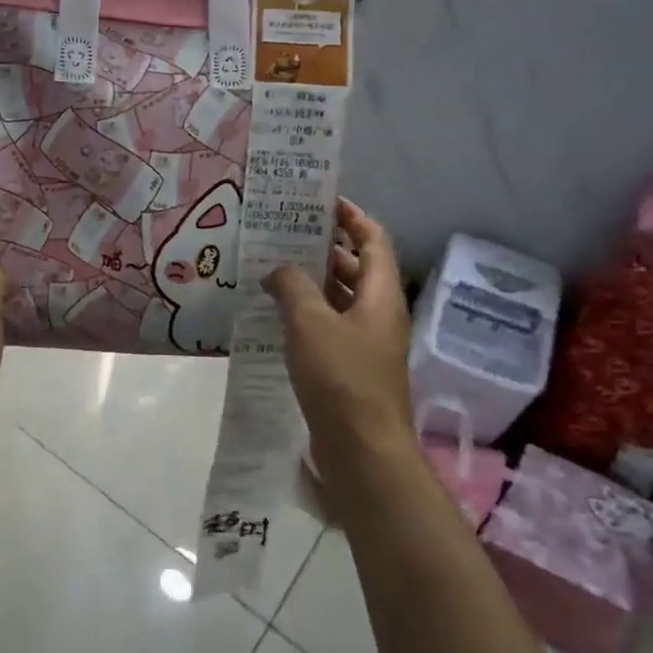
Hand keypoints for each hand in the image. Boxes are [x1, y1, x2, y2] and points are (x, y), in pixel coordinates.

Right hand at [264, 199, 414, 476]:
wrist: (362, 450)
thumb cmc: (342, 378)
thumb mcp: (311, 323)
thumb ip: (292, 287)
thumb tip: (278, 269)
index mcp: (380, 295)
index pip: (373, 240)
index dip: (352, 217)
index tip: (322, 202)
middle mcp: (378, 314)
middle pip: (356, 268)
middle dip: (324, 249)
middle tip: (284, 234)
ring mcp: (366, 344)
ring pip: (340, 300)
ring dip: (311, 283)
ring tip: (272, 269)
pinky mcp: (350, 369)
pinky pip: (329, 328)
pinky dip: (306, 315)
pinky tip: (275, 315)